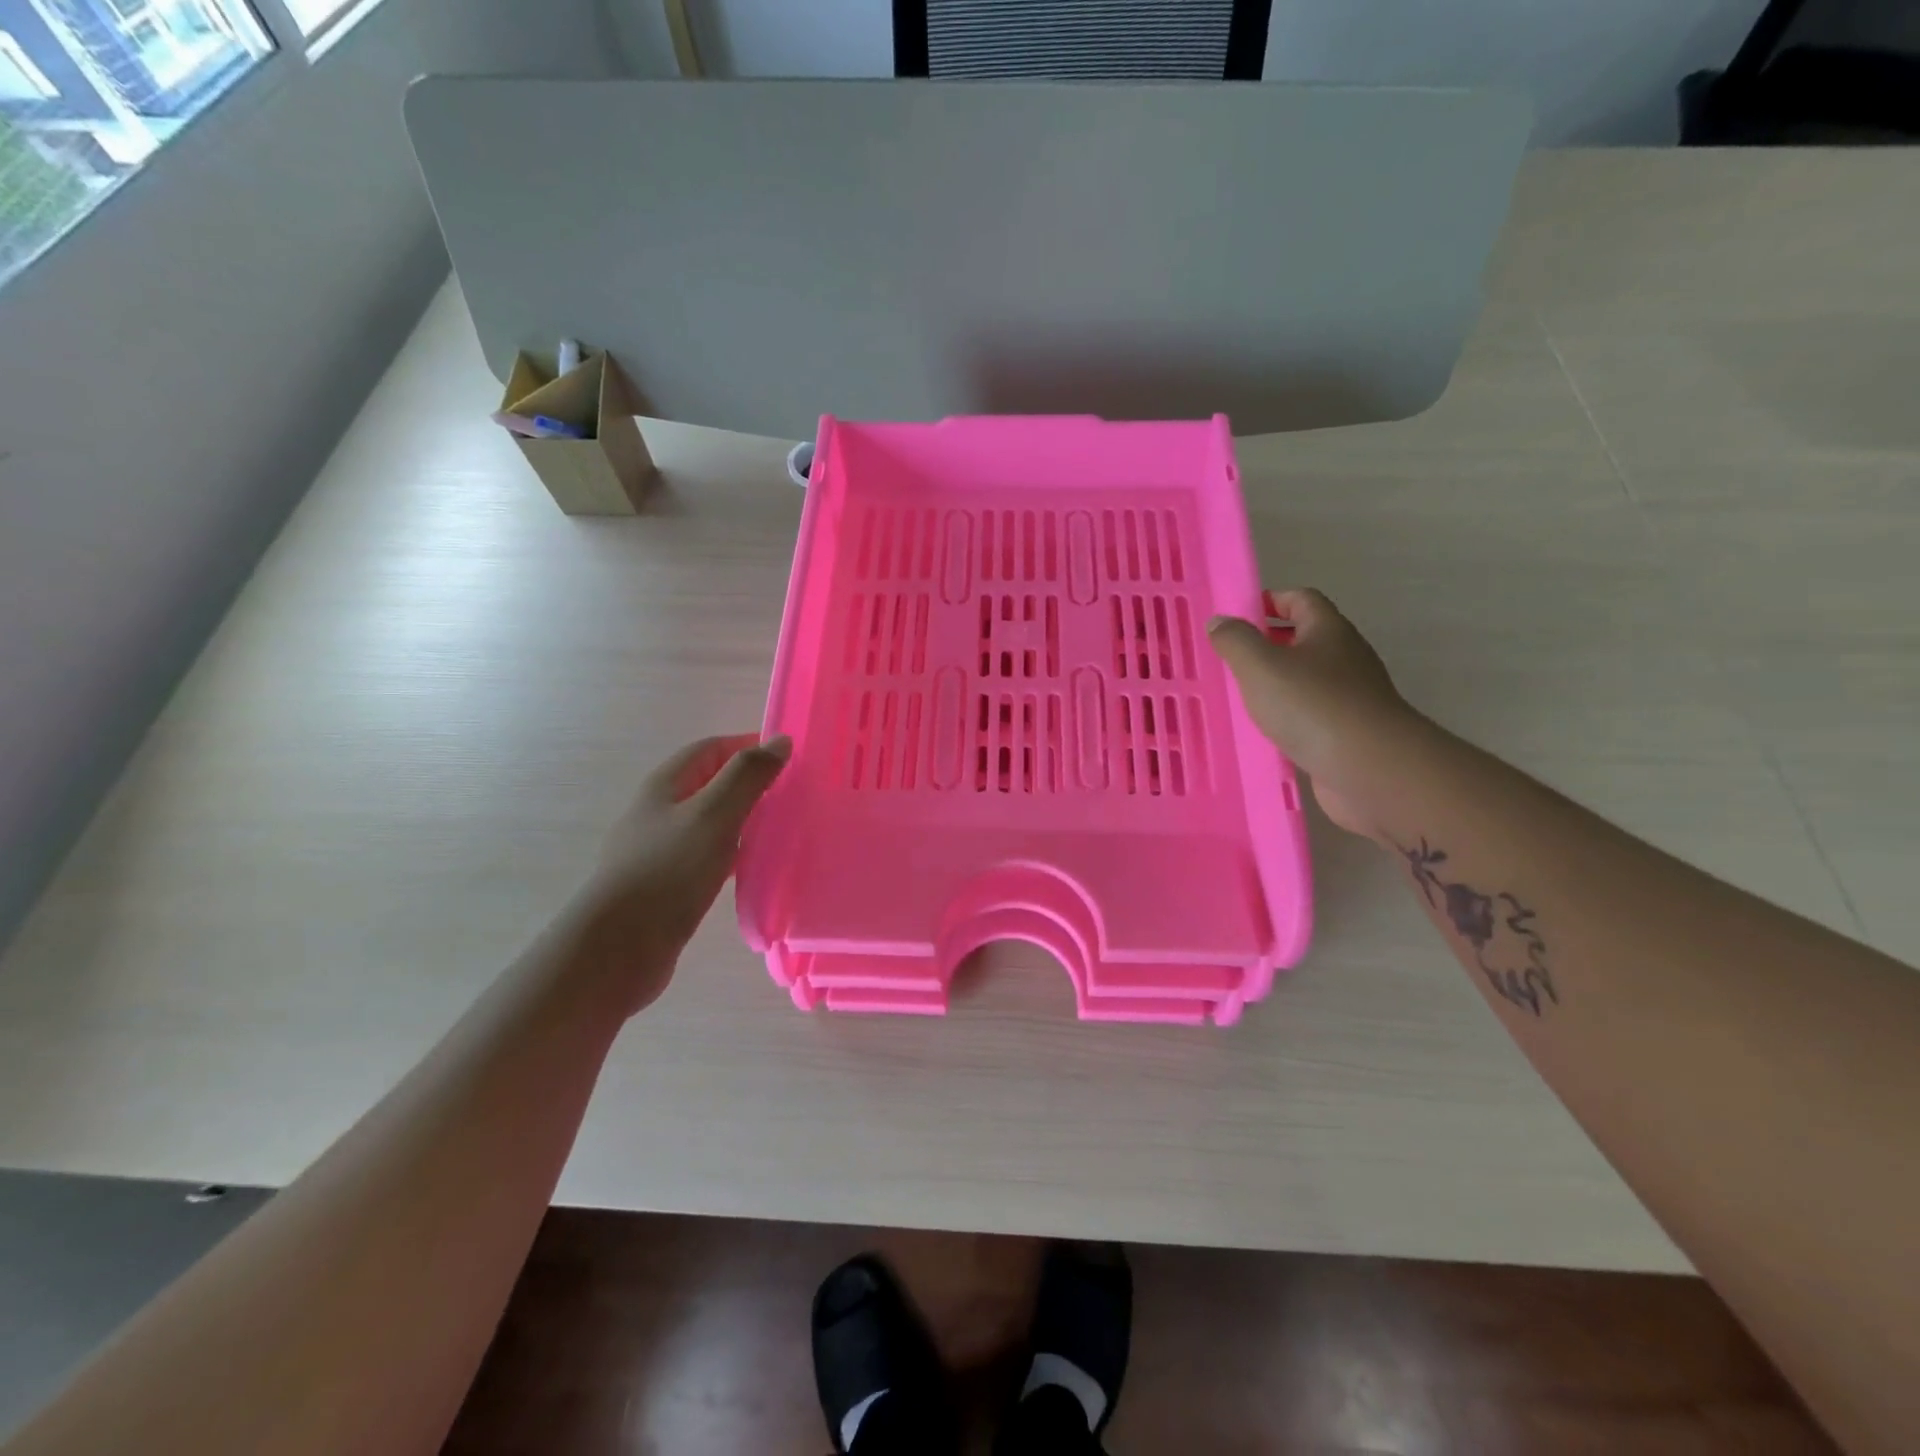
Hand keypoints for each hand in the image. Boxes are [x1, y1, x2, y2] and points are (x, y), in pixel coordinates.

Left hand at [573, 734, 791, 1013]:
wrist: (618, 948)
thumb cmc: (668, 871)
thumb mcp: (714, 815)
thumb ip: (747, 776)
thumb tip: (780, 741)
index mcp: (666, 785)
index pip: (713, 748)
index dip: (750, 745)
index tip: (792, 759)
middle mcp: (660, 811)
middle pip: (712, 783)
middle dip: (751, 783)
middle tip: (794, 795)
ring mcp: (662, 848)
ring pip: (712, 820)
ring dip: (745, 818)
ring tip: (782, 828)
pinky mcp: (669, 884)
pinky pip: (709, 855)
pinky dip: (735, 852)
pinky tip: (754, 867)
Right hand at [1207, 589, 1422, 838]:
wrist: (1369, 768)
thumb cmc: (1311, 705)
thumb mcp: (1260, 665)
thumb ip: (1235, 640)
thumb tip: (1219, 621)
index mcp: (1329, 631)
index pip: (1301, 599)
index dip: (1271, 600)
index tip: (1239, 615)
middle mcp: (1345, 657)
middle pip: (1305, 639)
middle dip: (1269, 644)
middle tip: (1230, 658)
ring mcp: (1350, 696)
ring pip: (1307, 680)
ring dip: (1276, 684)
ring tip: (1239, 696)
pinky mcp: (1348, 732)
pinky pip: (1311, 715)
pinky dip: (1288, 717)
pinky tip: (1263, 732)